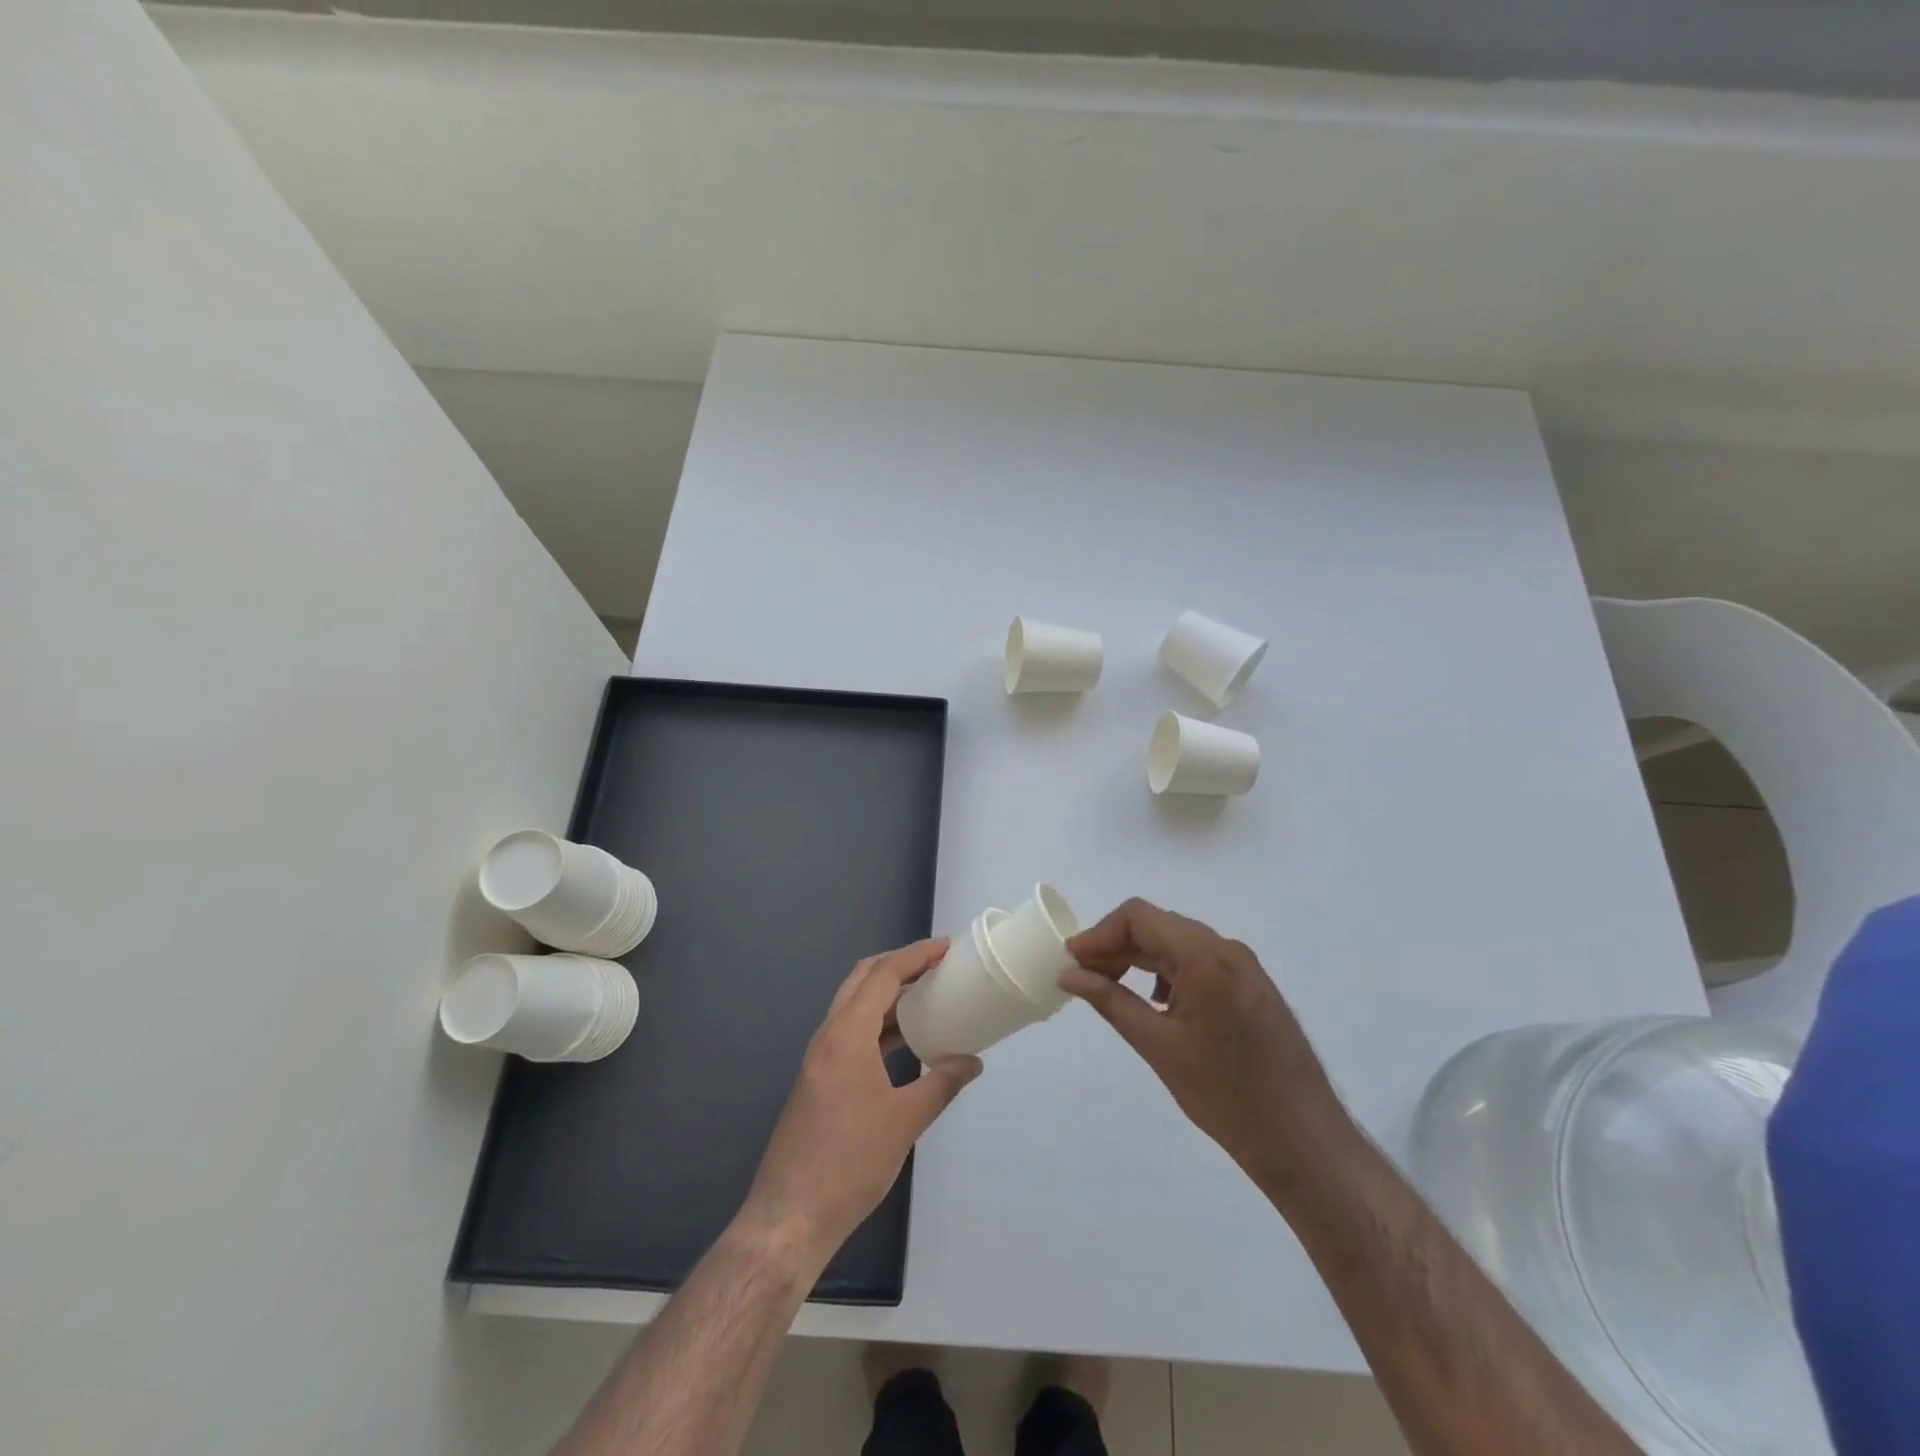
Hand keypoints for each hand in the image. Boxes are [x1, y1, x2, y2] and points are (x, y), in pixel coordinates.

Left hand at [738, 939, 983, 1268]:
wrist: (789, 1216)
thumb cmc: (850, 1163)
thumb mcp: (905, 1122)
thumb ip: (942, 1084)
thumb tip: (972, 1062)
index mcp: (847, 1034)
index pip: (883, 975)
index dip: (916, 955)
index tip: (947, 947)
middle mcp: (828, 1035)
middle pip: (863, 979)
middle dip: (899, 964)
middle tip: (936, 964)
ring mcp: (819, 1058)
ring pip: (854, 1005)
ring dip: (887, 994)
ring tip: (926, 995)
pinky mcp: (818, 1079)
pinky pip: (851, 1032)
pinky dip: (878, 1023)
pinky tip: (903, 1040)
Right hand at [1063, 899, 1352, 1192]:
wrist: (1302, 1138)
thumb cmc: (1225, 1095)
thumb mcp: (1157, 1045)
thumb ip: (1110, 1000)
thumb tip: (1069, 974)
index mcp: (1204, 957)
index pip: (1138, 917)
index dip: (1099, 933)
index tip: (1072, 960)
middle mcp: (1227, 948)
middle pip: (1158, 926)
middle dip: (1116, 945)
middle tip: (1083, 976)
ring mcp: (1244, 966)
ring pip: (1178, 942)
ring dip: (1140, 957)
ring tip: (1110, 987)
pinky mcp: (1251, 985)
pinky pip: (1199, 961)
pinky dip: (1167, 970)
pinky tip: (1154, 1000)